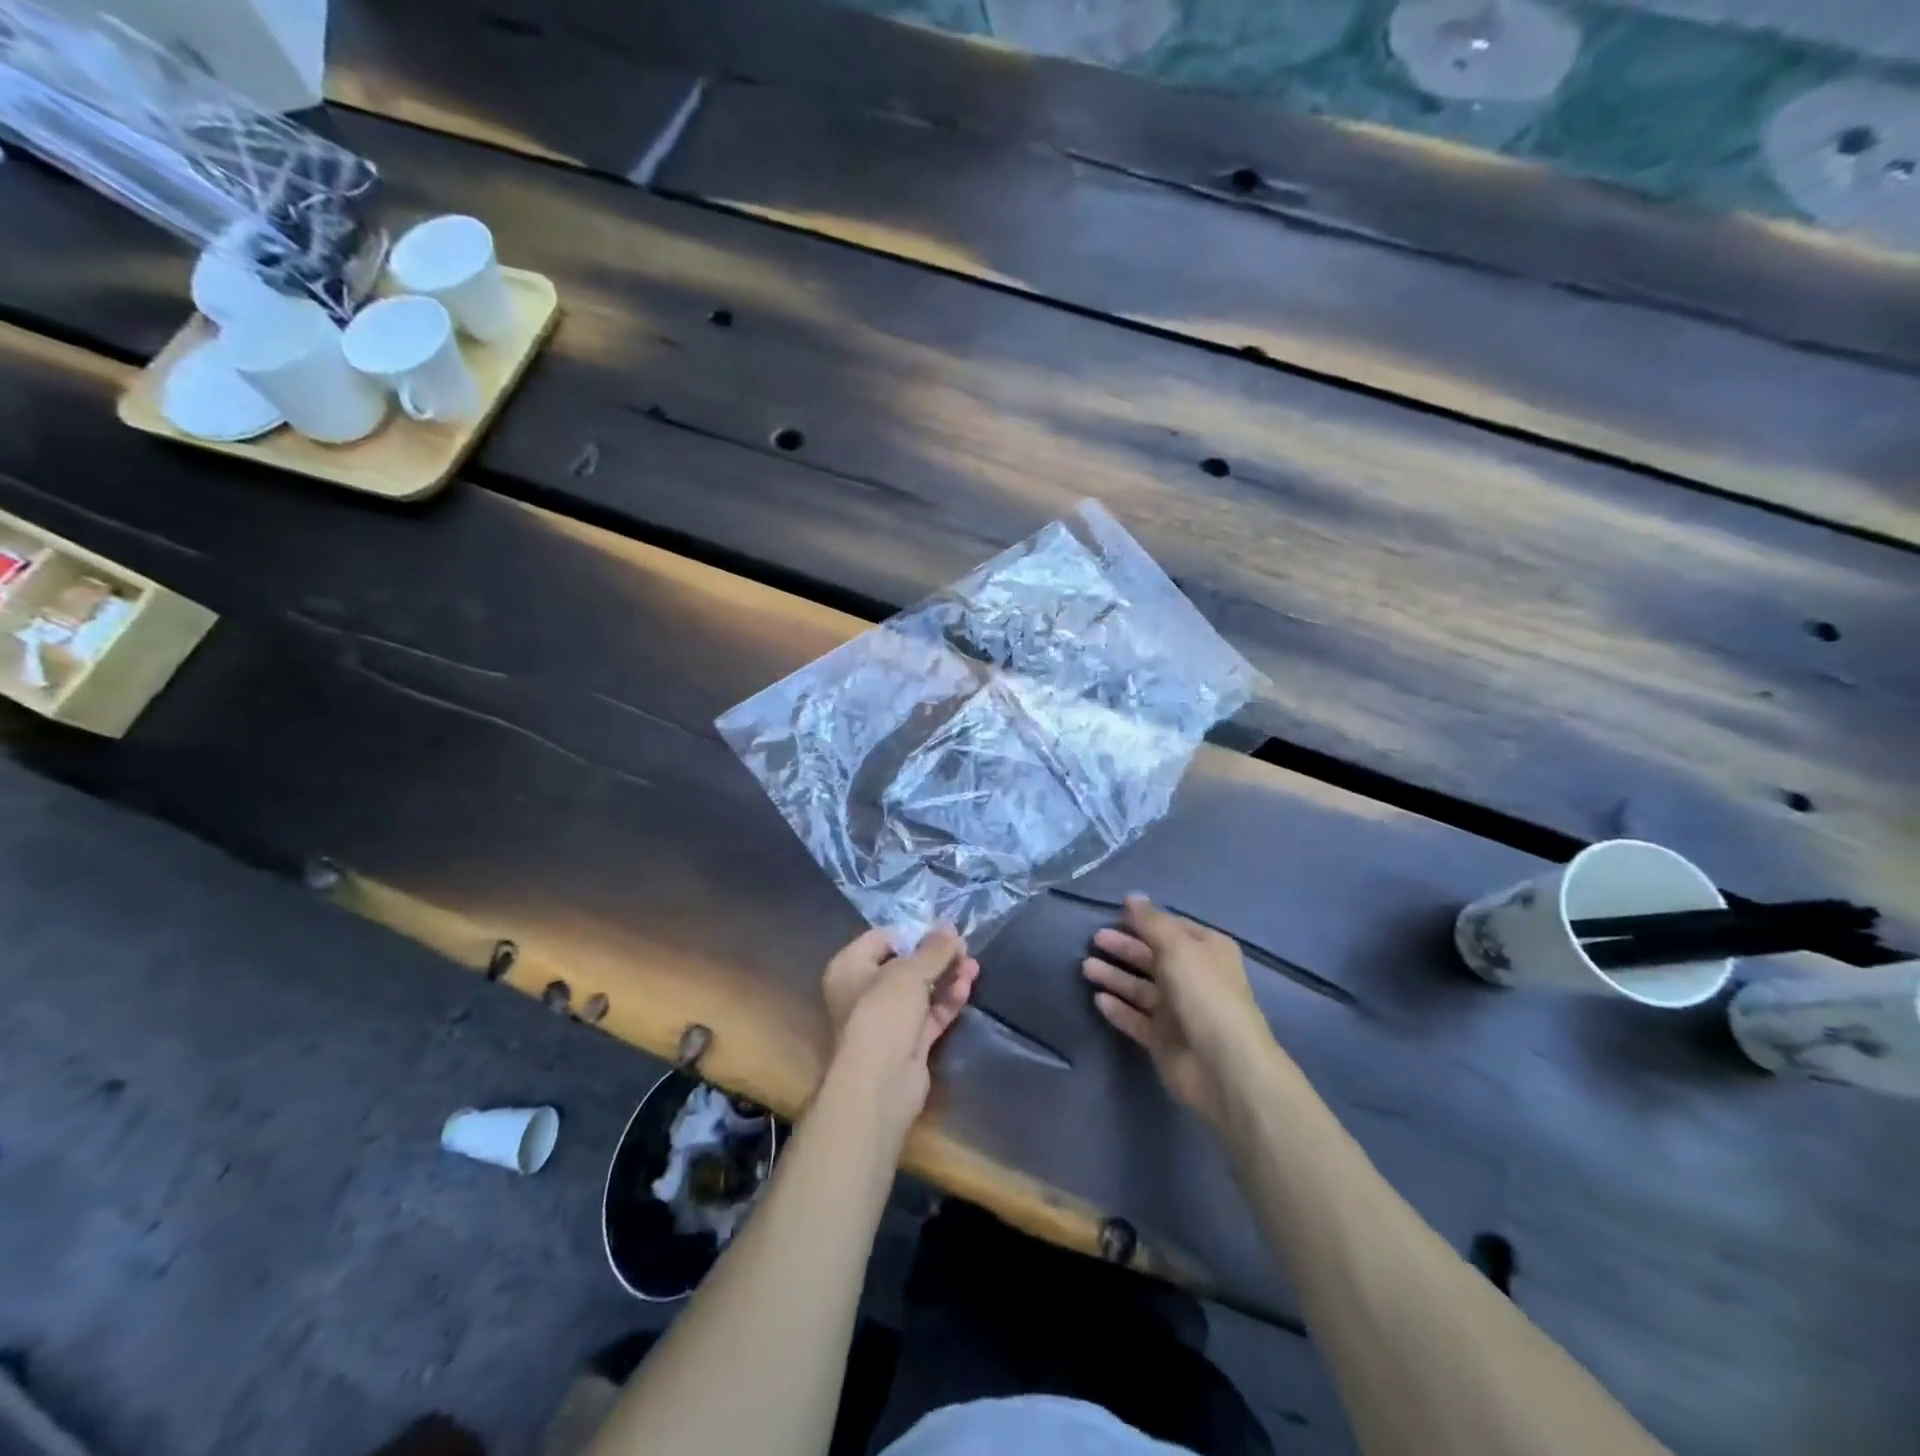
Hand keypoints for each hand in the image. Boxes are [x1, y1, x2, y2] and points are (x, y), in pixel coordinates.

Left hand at [822, 925, 979, 1143]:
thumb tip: (949, 926)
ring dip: (946, 977)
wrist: (880, 1084)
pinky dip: (946, 1001)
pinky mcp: (906, 1043)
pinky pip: (929, 1014)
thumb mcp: (909, 972)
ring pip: (919, 991)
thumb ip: (933, 949)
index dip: (911, 933)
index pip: (880, 939)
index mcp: (849, 968)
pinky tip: (967, 986)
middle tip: (963, 947)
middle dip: (935, 957)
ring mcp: (885, 1020)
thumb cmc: (883, 1013)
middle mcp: (862, 992)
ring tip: (973, 964)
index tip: (940, 931)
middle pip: (903, 965)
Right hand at [1082, 894, 1276, 1128]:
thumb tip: (1132, 896)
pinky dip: (1119, 1009)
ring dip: (1115, 977)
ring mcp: (1179, 1012)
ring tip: (1086, 967)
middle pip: (1152, 958)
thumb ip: (1150, 921)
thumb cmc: (1203, 994)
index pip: (1171, 928)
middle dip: (1124, 948)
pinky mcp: (1164, 1040)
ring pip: (1141, 989)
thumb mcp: (1176, 946)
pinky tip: (1098, 999)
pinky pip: (1137, 1019)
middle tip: (1093, 939)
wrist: (1223, 1066)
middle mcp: (1194, 978)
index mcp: (1206, 951)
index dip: (1144, 921)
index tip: (1114, 914)